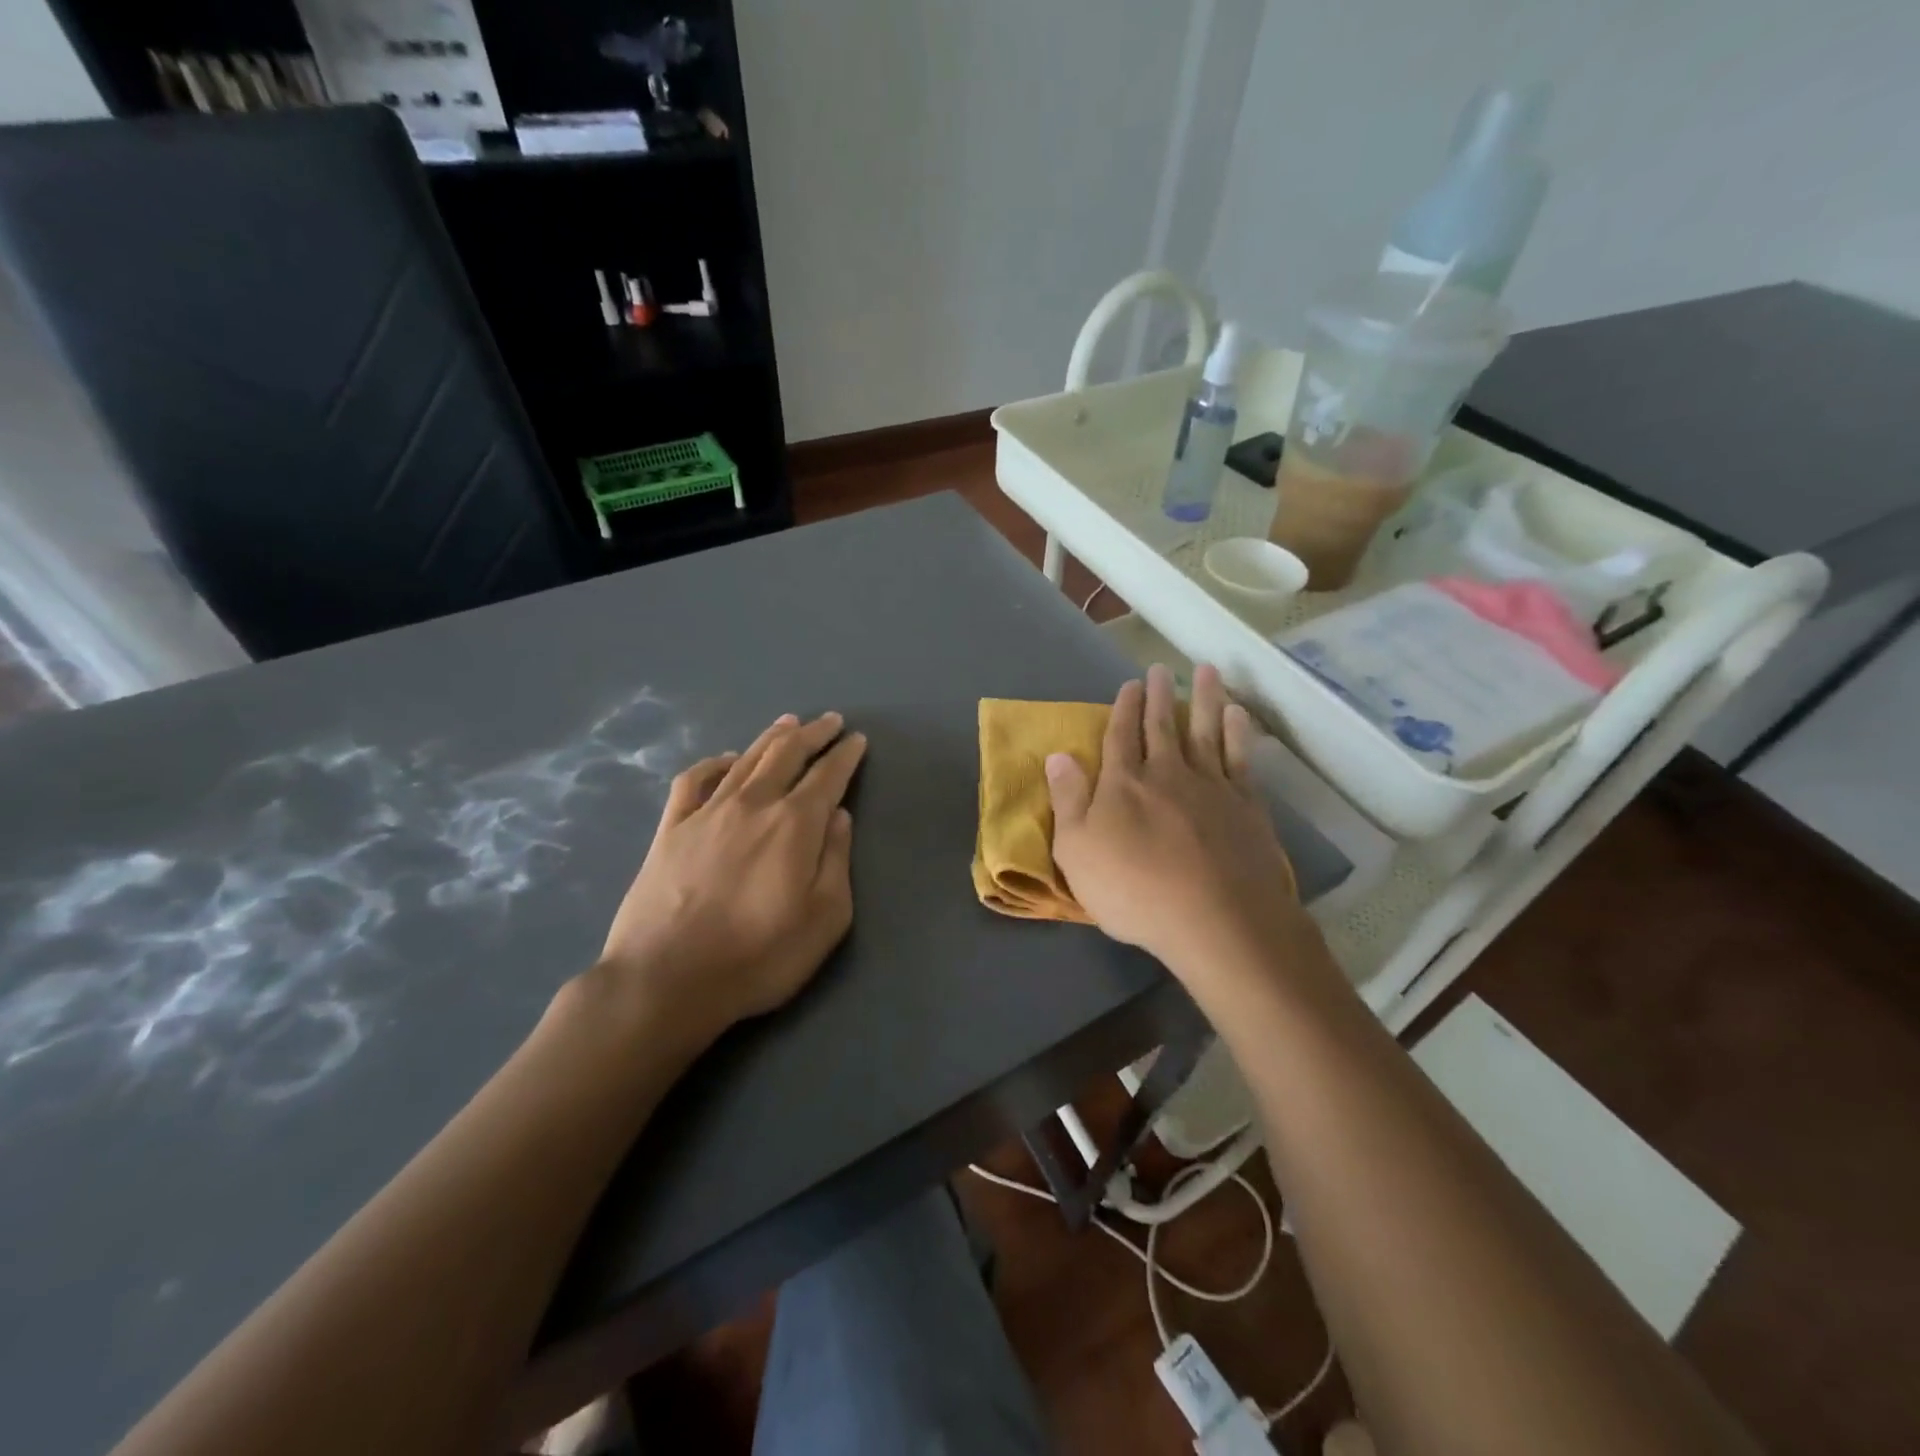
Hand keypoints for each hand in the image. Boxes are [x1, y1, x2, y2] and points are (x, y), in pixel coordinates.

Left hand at [589, 710, 867, 1043]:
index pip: (827, 776)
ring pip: (745, 759)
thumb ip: (836, 860)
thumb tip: (839, 815)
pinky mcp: (670, 828)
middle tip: (830, 720)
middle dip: (813, 733)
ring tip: (788, 722)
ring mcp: (706, 812)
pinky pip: (694, 780)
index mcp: (795, 824)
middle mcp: (752, 804)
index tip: (857, 740)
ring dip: (771, 737)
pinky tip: (726, 760)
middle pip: (787, 754)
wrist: (666, 981)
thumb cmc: (758, 957)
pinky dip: (714, 762)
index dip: (845, 755)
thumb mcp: (825, 919)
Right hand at [1046, 664, 1309, 987]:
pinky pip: (1240, 757)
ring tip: (1206, 671)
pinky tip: (1237, 715)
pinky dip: (1238, 732)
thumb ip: (1068, 800)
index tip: (1128, 684)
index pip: (1120, 736)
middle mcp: (1166, 773)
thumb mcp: (1077, 852)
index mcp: (1123, 784)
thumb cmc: (1133, 891)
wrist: (1214, 918)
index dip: (1123, 709)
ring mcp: (1210, 786)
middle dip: (1158, 696)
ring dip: (1203, 699)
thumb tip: (1057, 756)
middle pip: (1161, 726)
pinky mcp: (1246, 804)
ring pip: (1204, 731)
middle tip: (1160, 669)